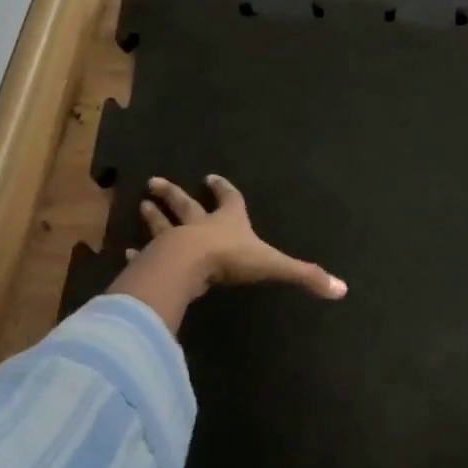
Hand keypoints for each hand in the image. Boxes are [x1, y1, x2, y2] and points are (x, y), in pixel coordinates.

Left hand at [130, 174, 345, 300]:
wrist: (189, 266)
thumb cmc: (231, 260)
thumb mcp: (273, 266)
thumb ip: (305, 276)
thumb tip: (341, 290)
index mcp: (229, 223)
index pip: (229, 201)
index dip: (224, 190)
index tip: (212, 178)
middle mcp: (200, 226)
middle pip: (186, 206)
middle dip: (175, 195)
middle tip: (155, 182)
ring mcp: (174, 241)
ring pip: (163, 224)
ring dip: (155, 215)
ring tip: (142, 203)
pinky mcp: (155, 260)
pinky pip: (145, 255)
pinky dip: (137, 253)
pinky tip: (125, 251)